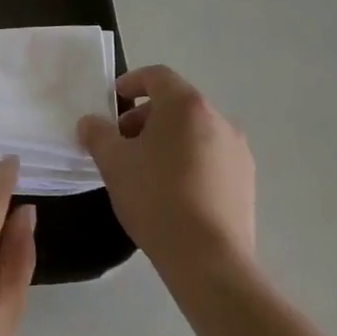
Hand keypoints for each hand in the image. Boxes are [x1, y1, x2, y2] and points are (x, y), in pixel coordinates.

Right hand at [78, 65, 255, 279]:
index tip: (114, 99)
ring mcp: (237, 151)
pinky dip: (189, 161)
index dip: (132, 82)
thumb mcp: (114, 163)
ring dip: (168, 140)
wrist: (209, 259)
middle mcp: (218, 118)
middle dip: (146, 117)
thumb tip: (90, 122)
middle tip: (123, 142)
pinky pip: (211, 157)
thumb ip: (97, 134)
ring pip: (195, 131)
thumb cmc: (156, 197)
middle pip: (177, 104)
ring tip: (146, 170)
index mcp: (186, 105)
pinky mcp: (246, 181)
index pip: (157, 76)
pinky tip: (173, 192)